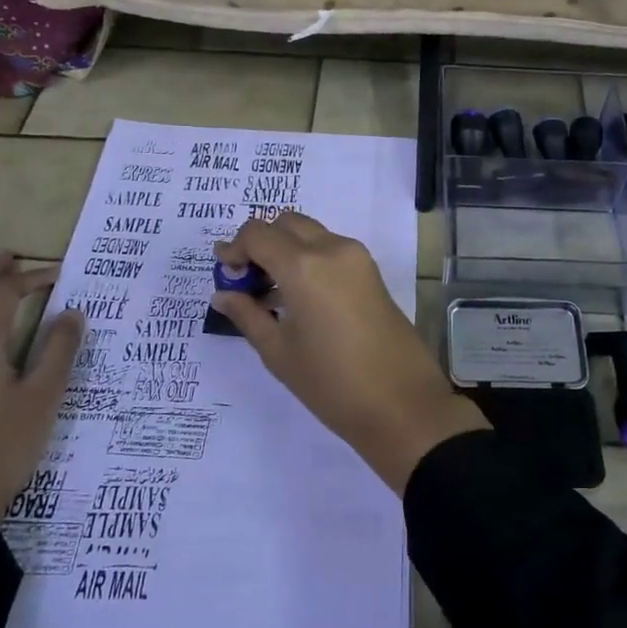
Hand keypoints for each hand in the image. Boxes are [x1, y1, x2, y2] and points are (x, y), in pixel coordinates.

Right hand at [211, 213, 485, 492]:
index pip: (258, 234)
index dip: (235, 248)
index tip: (225, 274)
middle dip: (261, 243)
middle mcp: (332, 248)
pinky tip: (298, 296)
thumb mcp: (279, 352)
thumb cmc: (332, 383)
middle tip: (247, 280)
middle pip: (286, 224)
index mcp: (304, 266)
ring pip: (311, 233)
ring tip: (270, 293)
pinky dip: (308, 258)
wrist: (402, 403)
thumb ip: (248, 315)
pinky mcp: (372, 271)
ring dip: (285, 249)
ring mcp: (357, 257)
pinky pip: (331, 249)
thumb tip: (223, 293)